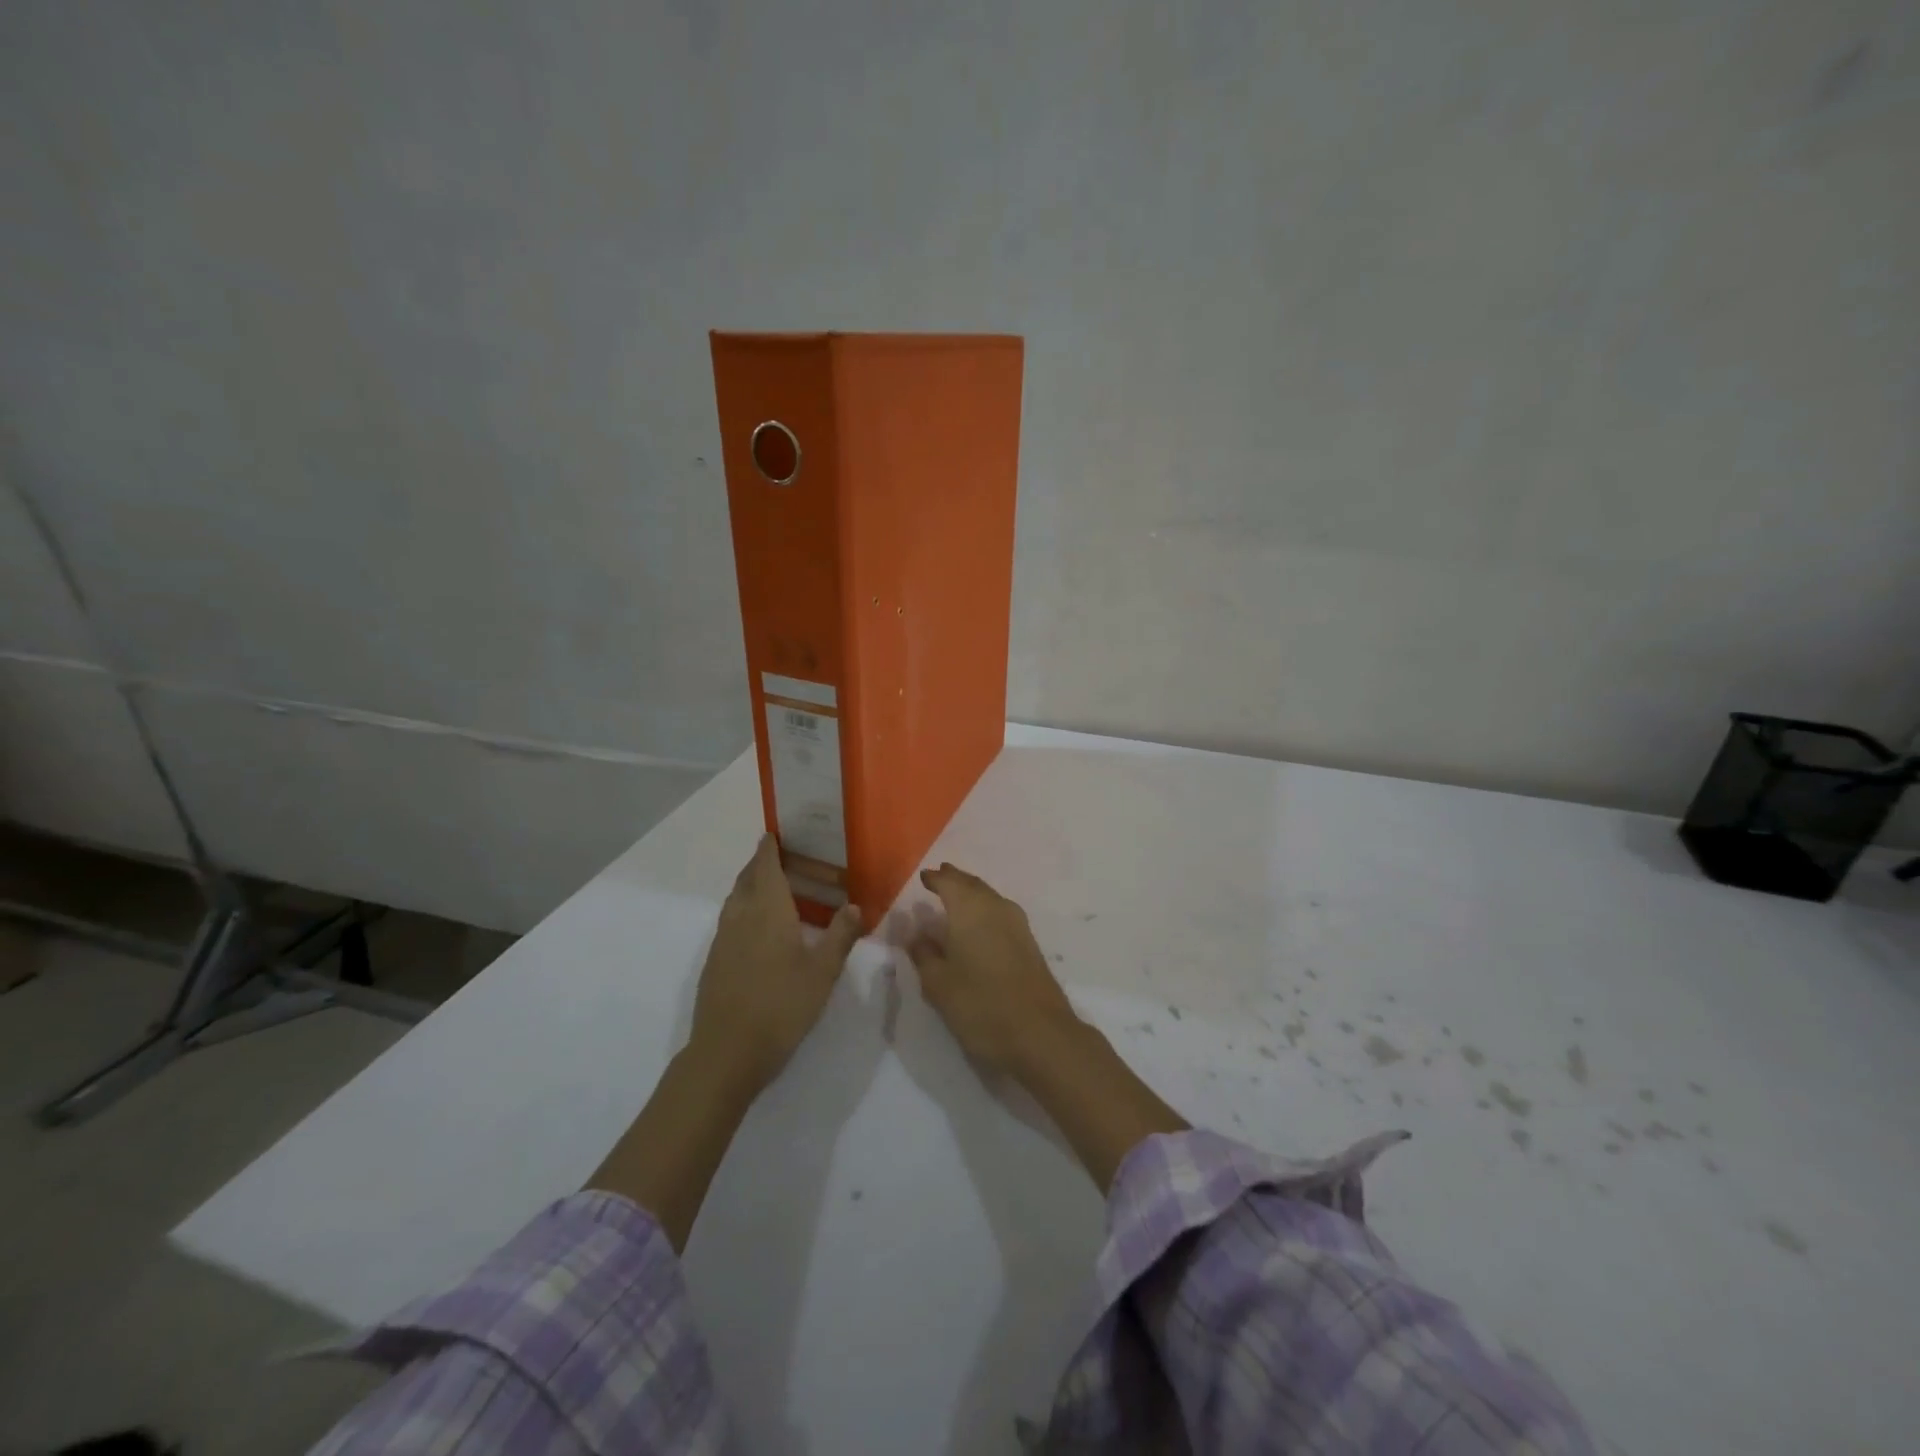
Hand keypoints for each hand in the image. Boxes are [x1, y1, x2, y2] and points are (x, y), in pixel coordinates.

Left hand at [691, 835, 861, 1095]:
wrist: (727, 1053)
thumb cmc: (781, 1007)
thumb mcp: (822, 973)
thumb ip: (840, 936)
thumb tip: (855, 905)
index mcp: (768, 912)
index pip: (765, 868)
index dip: (768, 850)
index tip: (773, 835)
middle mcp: (741, 918)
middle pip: (746, 880)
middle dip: (759, 865)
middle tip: (779, 858)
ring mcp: (723, 941)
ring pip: (735, 901)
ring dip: (749, 887)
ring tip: (770, 889)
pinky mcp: (715, 963)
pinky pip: (730, 922)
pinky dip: (743, 911)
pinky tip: (757, 930)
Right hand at [907, 863, 1080, 1075]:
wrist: (1041, 1034)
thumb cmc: (981, 1005)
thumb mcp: (939, 985)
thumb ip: (924, 955)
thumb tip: (916, 933)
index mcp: (970, 910)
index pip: (949, 883)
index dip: (935, 878)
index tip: (924, 876)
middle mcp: (996, 908)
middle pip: (973, 885)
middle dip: (955, 879)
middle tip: (940, 876)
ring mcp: (1017, 925)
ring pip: (990, 897)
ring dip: (972, 893)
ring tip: (957, 895)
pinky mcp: (1029, 943)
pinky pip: (1001, 912)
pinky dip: (985, 909)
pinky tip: (980, 923)